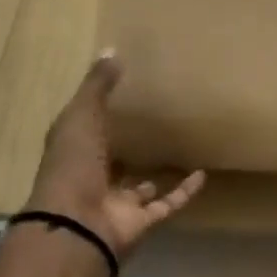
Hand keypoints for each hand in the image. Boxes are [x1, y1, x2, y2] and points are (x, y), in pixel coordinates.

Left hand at [25, 51, 205, 259]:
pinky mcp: (142, 222)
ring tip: (178, 151)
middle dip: (127, 150)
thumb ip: (97, 86)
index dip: (98, 118)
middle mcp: (94, 180)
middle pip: (112, 164)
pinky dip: (184, 192)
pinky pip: (167, 204)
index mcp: (74, 154)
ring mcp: (118, 205)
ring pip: (140, 189)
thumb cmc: (73, 165)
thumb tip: (111, 50)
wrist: (78, 226)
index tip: (120, 98)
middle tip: (151, 127)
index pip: (86, 134)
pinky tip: (202, 174)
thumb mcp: (81, 115)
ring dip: (156, 174)